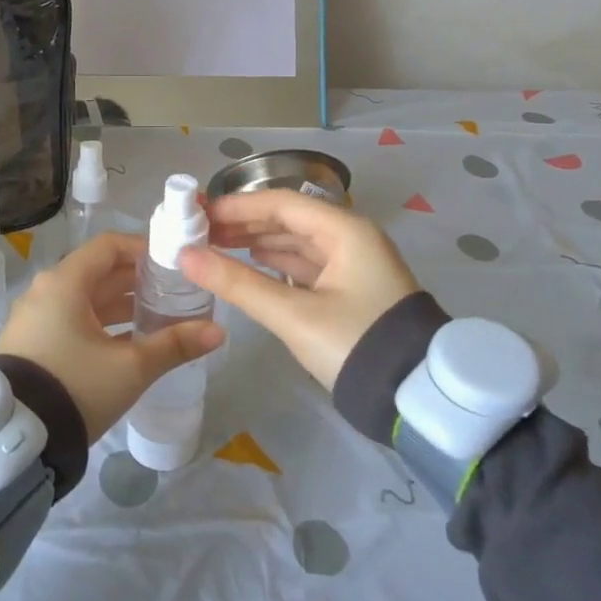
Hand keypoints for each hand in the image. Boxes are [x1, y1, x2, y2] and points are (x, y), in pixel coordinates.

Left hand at [0, 231, 223, 441]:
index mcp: (65, 282)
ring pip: (85, 299)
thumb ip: (174, 345)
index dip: (143, 249)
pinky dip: (100, 323)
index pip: (109, 246)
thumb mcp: (131, 367)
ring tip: (157, 318)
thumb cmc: (76, 386)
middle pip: (97, 272)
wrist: (15, 438)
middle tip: (173, 292)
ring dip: (120, 304)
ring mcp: (34, 318)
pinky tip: (126, 343)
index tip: (173, 263)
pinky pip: (70, 319)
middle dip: (137, 281)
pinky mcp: (30, 343)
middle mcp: (45, 291)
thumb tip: (218, 331)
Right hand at [179, 190, 418, 390]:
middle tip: (201, 232)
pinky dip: (277, 263)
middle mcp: (351, 237)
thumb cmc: (354, 344)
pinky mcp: (352, 288)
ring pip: (297, 242)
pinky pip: (307, 264)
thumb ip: (238, 283)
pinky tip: (253, 265)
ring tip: (217, 248)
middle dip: (245, 224)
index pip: (282, 203)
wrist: (414, 396)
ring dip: (259, 242)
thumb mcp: (294, 315)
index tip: (199, 213)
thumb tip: (185, 257)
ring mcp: (354, 263)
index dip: (238, 206)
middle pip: (289, 219)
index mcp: (345, 230)